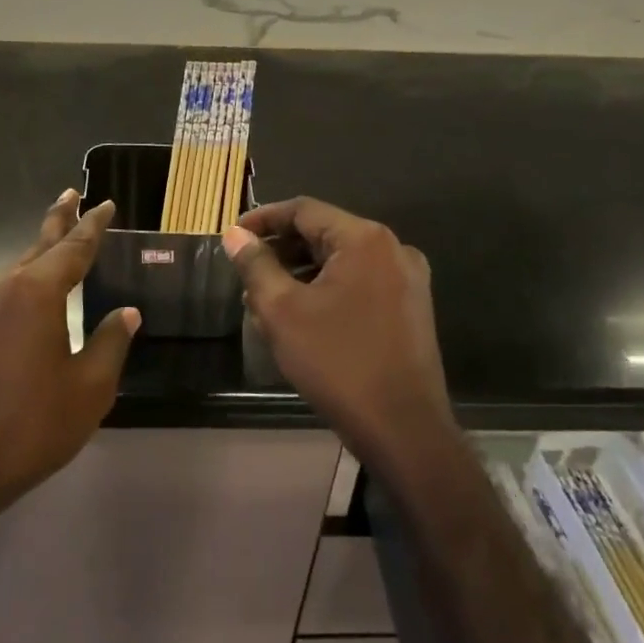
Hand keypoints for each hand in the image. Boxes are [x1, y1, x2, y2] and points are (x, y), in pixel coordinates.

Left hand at [0, 192, 139, 522]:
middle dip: (59, 219)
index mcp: (36, 291)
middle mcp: (2, 286)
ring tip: (59, 245)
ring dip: (40, 255)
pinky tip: (31, 296)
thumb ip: (110, 343)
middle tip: (71, 193)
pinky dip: (23, 282)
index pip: (74, 247)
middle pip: (39, 245)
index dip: (93, 225)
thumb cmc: (28, 426)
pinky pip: (1, 292)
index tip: (106, 204)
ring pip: (17, 269)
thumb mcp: (88, 389)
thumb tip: (127, 313)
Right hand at [222, 198, 455, 479]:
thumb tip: (234, 235)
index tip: (233, 235)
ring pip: (340, 260)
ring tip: (264, 297)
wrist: (405, 432)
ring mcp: (406, 279)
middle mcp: (392, 248)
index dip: (263, 218)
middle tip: (245, 270)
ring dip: (300, 271)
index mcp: (364, 239)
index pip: (303, 210)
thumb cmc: (338, 363)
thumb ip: (255, 265)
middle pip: (323, 232)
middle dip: (281, 249)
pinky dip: (326, 288)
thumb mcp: (282, 312)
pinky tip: (300, 315)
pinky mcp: (410, 308)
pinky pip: (359, 282)